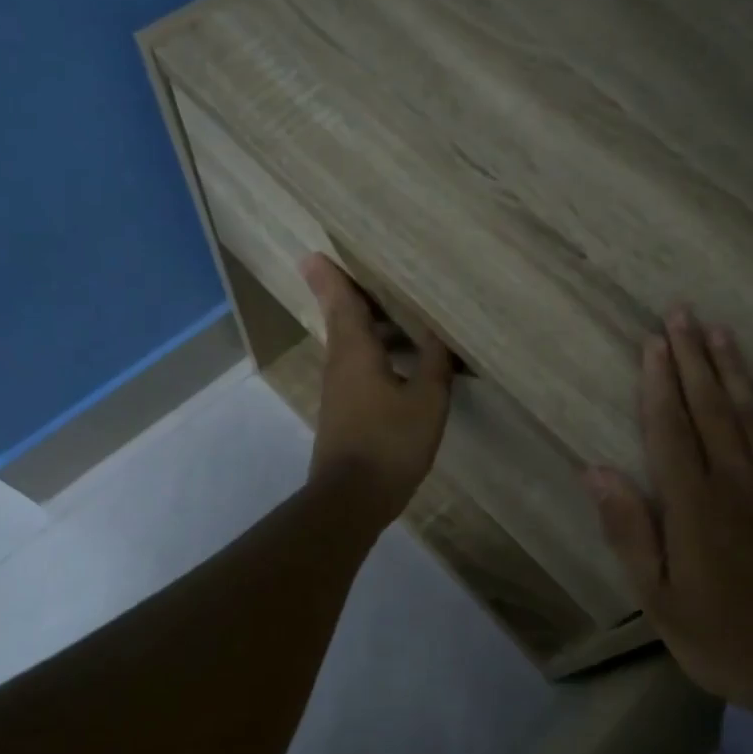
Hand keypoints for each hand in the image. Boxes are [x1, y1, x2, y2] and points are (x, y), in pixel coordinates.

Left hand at [302, 254, 454, 526]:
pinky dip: (377, 355)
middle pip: (345, 322)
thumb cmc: (390, 443)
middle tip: (371, 275)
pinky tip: (402, 364)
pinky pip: (360, 370)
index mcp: (356, 353)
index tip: (313, 255)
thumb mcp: (426, 401)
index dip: (333, 279)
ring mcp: (339, 392)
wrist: (351, 499)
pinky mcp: (345, 414)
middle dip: (353, 298)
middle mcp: (341, 366)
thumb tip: (439, 333)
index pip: (343, 304)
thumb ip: (435, 363)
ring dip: (371, 328)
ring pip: (353, 347)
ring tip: (401, 317)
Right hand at [584, 309, 752, 723]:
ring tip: (719, 330)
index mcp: (694, 504)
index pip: (670, 427)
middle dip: (693, 357)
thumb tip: (594, 471)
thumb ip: (629, 531)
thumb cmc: (726, 638)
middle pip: (711, 406)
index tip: (652, 342)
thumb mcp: (659, 600)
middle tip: (681, 312)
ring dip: (734, 368)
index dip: (658, 382)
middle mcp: (738, 481)